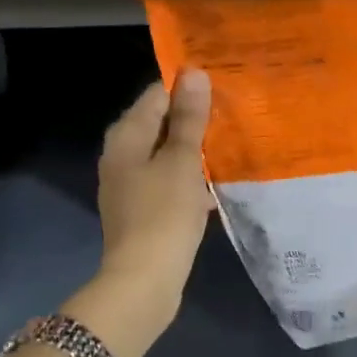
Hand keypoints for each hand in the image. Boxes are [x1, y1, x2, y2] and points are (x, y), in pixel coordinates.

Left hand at [92, 69, 215, 331]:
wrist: (144, 282)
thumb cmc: (163, 215)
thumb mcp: (181, 162)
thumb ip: (188, 119)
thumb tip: (193, 74)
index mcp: (126, 136)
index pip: (156, 94)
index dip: (187, 87)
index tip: (222, 85)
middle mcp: (122, 155)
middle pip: (161, 123)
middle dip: (194, 118)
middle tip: (234, 111)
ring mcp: (130, 184)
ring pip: (167, 153)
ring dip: (195, 149)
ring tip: (232, 142)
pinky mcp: (143, 209)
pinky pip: (169, 180)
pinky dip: (190, 177)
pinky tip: (217, 182)